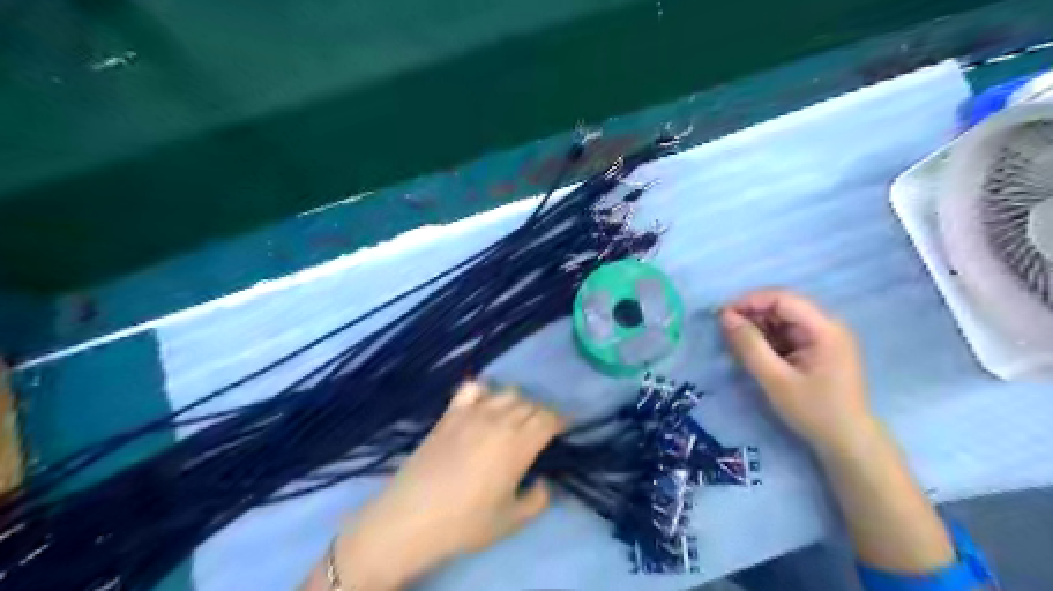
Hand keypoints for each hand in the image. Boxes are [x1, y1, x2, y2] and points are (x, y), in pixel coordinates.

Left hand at [336, 380, 567, 587]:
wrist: (412, 517)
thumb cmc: (465, 522)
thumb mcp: (511, 520)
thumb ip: (538, 499)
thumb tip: (543, 482)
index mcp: (519, 444)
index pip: (549, 419)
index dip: (561, 421)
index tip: (564, 428)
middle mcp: (500, 420)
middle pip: (530, 404)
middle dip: (541, 414)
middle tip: (540, 431)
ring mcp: (473, 412)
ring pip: (507, 393)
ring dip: (518, 403)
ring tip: (514, 419)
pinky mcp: (450, 413)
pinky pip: (473, 387)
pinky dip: (484, 391)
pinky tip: (483, 405)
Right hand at [715, 292, 873, 456]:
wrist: (848, 443)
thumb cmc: (813, 411)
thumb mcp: (775, 379)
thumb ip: (749, 346)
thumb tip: (725, 317)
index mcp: (824, 328)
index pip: (782, 298)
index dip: (750, 301)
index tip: (722, 315)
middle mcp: (827, 325)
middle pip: (783, 306)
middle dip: (752, 314)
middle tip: (725, 330)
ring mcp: (824, 337)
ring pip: (783, 319)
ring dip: (758, 327)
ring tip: (736, 343)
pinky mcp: (818, 348)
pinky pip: (787, 333)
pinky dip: (767, 339)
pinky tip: (753, 352)